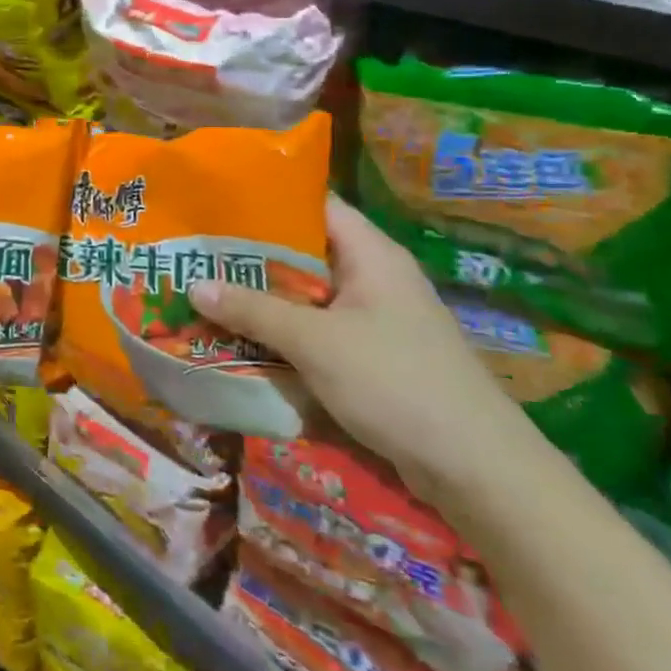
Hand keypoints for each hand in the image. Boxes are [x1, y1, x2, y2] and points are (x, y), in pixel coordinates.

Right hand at [191, 196, 535, 499]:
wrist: (477, 469)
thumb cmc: (395, 382)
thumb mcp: (315, 342)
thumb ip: (253, 310)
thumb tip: (194, 285)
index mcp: (370, 254)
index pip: (315, 206)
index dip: (268, 201)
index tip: (217, 206)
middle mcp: (373, 279)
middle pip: (304, 254)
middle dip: (252, 258)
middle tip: (198, 256)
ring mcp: (375, 321)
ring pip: (307, 298)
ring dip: (263, 302)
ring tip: (207, 296)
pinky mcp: (372, 358)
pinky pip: (317, 334)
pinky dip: (283, 336)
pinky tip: (243, 343)